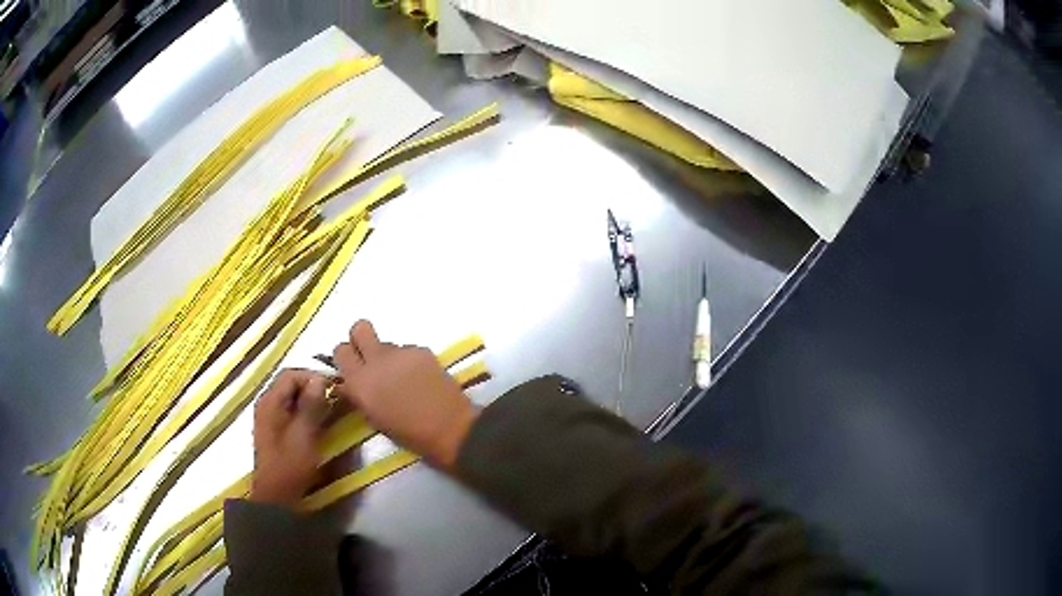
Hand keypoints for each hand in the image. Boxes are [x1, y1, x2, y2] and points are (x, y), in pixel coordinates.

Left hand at [251, 369, 329, 506]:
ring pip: (290, 398)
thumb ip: (312, 403)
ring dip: (309, 401)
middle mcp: (266, 403)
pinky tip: (315, 424)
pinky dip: (303, 412)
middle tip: (333, 400)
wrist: (277, 494)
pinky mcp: (273, 430)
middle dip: (312, 388)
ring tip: (328, 412)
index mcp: (270, 401)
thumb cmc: (291, 463)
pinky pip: (289, 410)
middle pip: (290, 384)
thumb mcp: (305, 432)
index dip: (313, 377)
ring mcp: (268, 417)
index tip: (334, 389)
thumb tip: (321, 379)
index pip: (292, 374)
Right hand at [332, 320, 478, 468]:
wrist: (448, 427)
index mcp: (359, 381)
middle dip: (361, 339)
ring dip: (388, 356)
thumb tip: (350, 383)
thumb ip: (358, 394)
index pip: (340, 350)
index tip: (352, 367)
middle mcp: (376, 360)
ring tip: (402, 377)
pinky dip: (409, 361)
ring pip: (386, 343)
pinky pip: (407, 350)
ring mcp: (400, 352)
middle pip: (359, 329)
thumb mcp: (373, 418)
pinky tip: (420, 378)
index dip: (346, 357)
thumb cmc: (408, 432)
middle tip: (370, 358)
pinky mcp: (421, 350)